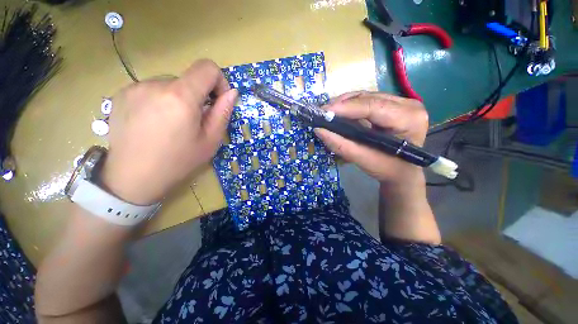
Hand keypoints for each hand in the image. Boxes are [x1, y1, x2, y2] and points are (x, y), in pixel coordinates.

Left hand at [101, 60, 237, 204]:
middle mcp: (155, 84)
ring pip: (170, 84)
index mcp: (181, 96)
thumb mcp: (210, 141)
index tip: (217, 101)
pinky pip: (152, 90)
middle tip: (194, 122)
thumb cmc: (178, 161)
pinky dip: (161, 101)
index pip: (207, 68)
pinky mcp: (121, 94)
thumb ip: (222, 113)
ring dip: (179, 99)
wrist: (132, 178)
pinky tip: (155, 123)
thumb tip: (232, 93)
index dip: (219, 81)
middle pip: (188, 79)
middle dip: (198, 97)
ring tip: (173, 125)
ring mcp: (134, 87)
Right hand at [315, 91, 428, 188]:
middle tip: (323, 111)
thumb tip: (319, 130)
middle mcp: (409, 105)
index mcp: (408, 119)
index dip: (346, 108)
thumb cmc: (387, 169)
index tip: (325, 111)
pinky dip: (351, 105)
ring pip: (367, 96)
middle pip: (369, 98)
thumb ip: (341, 145)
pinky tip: (340, 111)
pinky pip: (368, 100)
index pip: (373, 107)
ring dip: (345, 103)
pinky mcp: (393, 105)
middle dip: (343, 104)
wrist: (402, 172)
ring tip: (329, 111)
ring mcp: (402, 102)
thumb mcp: (363, 159)